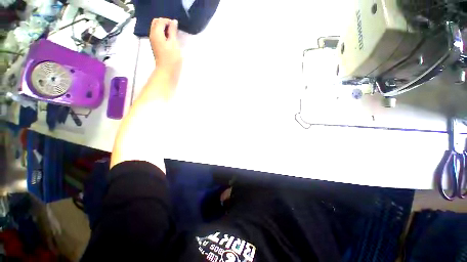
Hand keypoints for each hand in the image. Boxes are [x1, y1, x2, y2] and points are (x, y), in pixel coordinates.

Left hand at [149, 18, 181, 79]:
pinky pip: (158, 35)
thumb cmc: (172, 58)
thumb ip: (173, 31)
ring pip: (157, 28)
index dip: (168, 21)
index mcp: (156, 33)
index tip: (176, 27)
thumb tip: (173, 22)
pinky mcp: (156, 46)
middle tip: (174, 30)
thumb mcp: (174, 43)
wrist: (167, 71)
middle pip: (156, 23)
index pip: (160, 20)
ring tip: (173, 35)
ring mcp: (153, 41)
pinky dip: (164, 34)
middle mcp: (152, 35)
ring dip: (165, 29)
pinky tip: (170, 40)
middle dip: (165, 23)